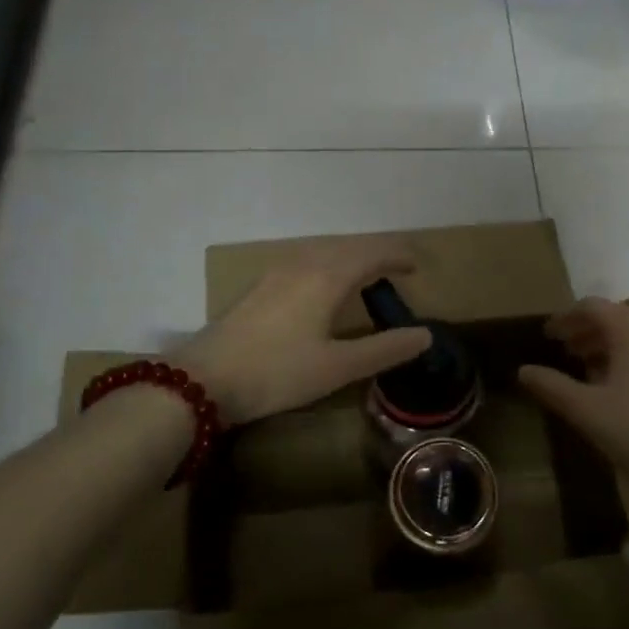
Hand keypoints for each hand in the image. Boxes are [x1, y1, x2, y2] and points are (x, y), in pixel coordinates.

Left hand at [172, 240, 432, 424]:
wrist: (203, 380)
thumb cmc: (277, 373)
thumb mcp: (338, 367)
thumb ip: (384, 349)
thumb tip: (425, 335)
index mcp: (327, 277)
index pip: (372, 253)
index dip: (398, 255)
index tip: (417, 265)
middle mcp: (303, 263)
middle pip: (349, 247)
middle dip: (376, 254)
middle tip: (398, 270)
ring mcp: (276, 272)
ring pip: (324, 251)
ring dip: (350, 258)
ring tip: (366, 277)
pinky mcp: (260, 286)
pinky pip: (305, 261)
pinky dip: (328, 265)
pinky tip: (323, 287)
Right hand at [518, 298, 628, 484]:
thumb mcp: (587, 411)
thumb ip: (552, 386)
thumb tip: (523, 370)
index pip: (592, 307)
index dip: (565, 318)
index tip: (547, 335)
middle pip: (616, 317)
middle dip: (586, 331)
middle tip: (564, 351)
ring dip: (609, 345)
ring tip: (587, 369)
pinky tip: (620, 387)